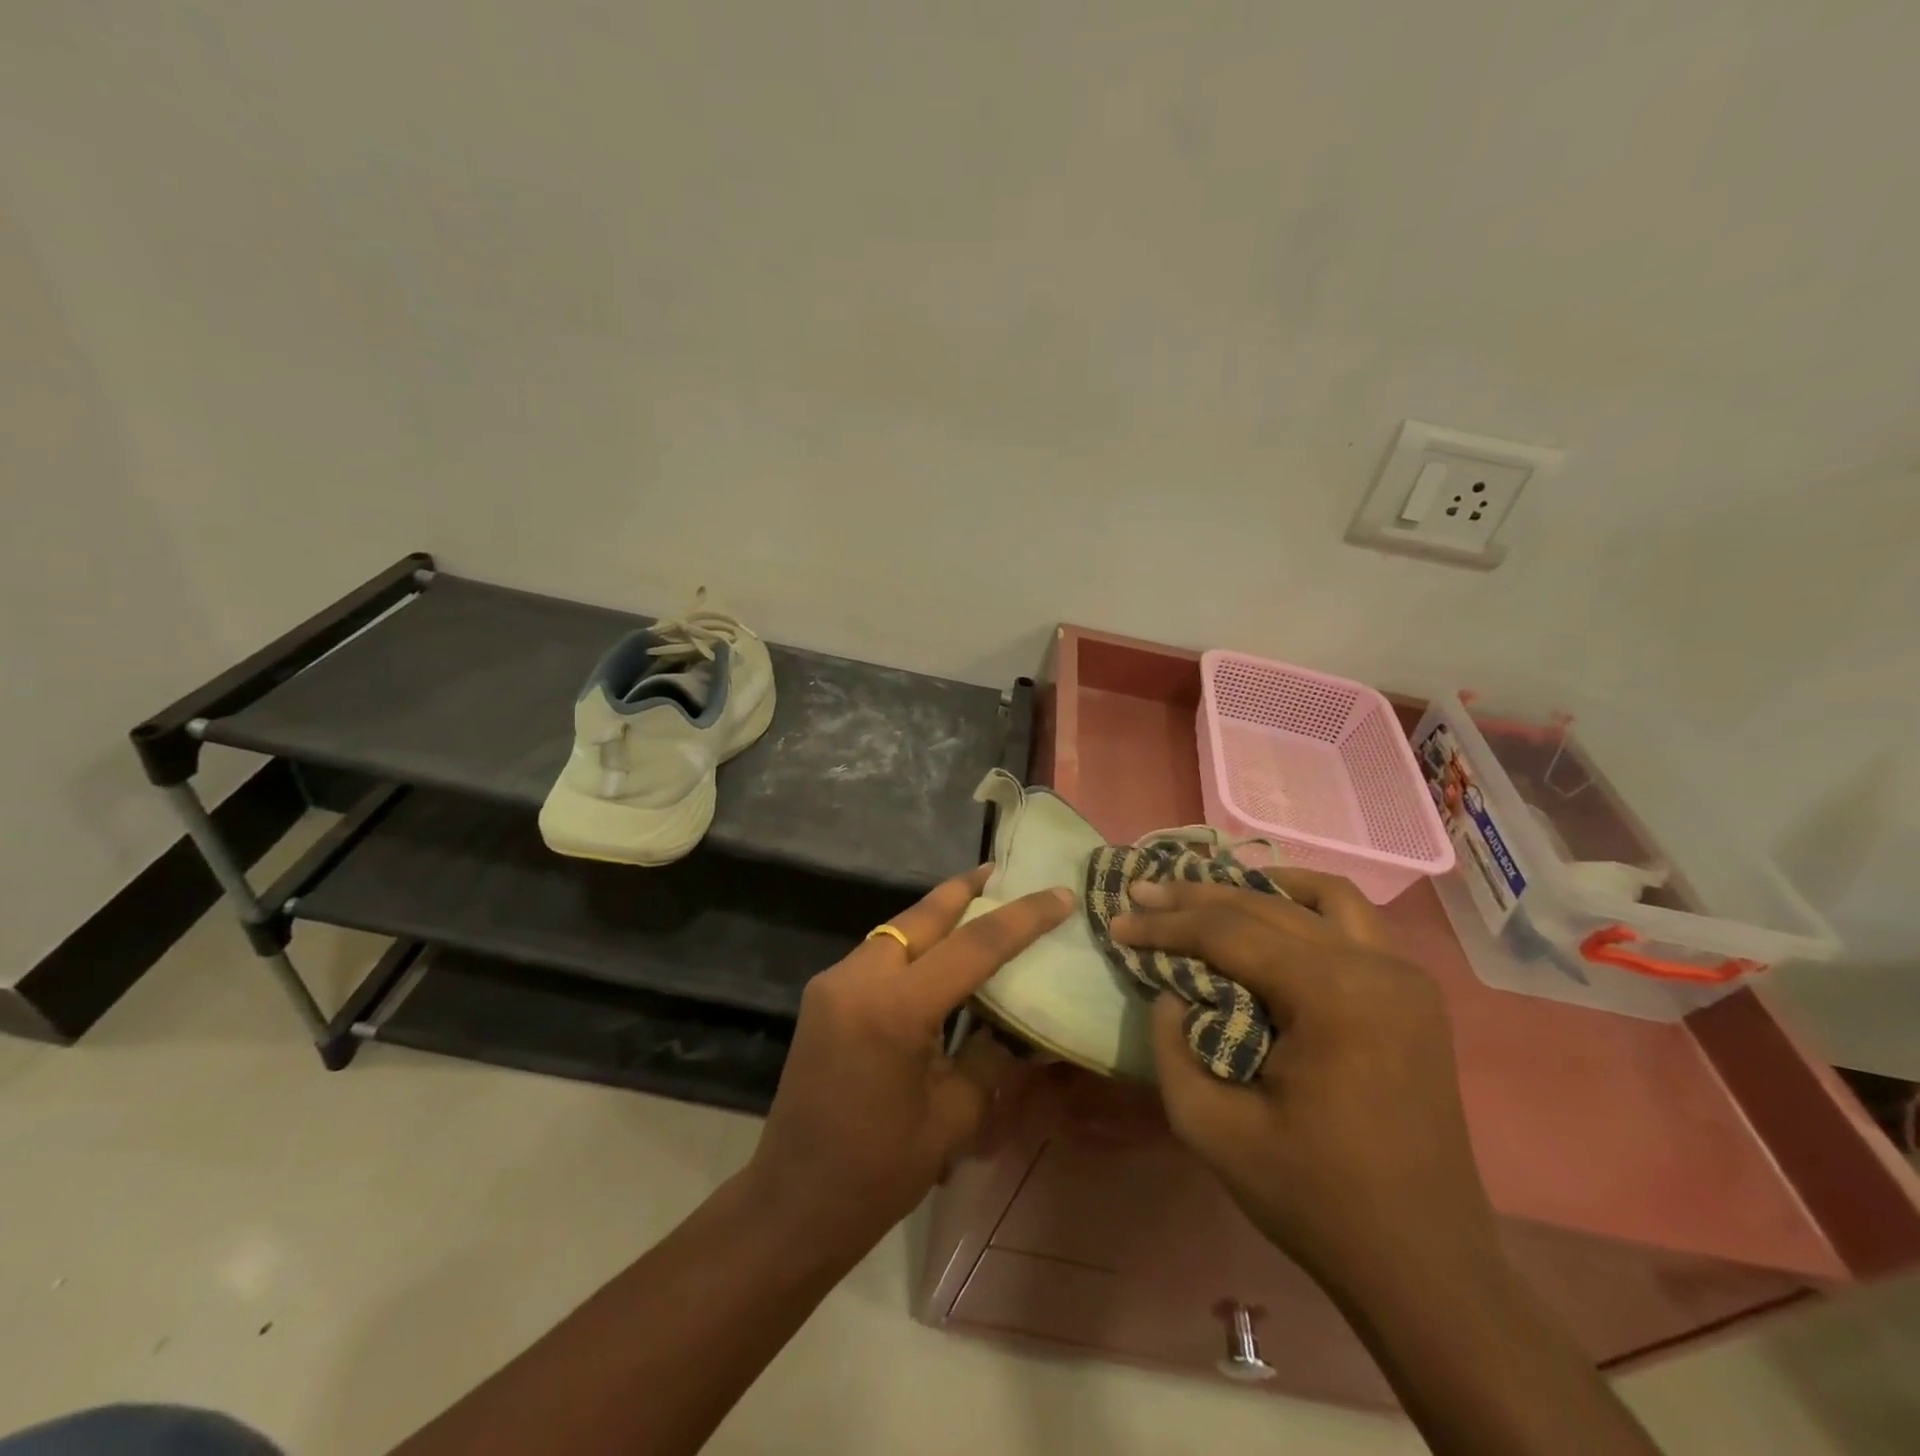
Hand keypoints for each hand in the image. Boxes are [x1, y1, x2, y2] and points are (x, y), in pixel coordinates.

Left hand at [745, 867, 1072, 1256]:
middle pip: (923, 916)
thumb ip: (992, 1055)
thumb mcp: (955, 1116)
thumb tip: (1022, 1023)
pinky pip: (878, 952)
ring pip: (897, 928)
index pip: (973, 946)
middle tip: (1004, 872)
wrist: (793, 1203)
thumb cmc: (879, 1171)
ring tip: (979, 902)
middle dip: (966, 891)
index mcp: (895, 1009)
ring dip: (938, 916)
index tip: (1059, 895)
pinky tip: (938, 952)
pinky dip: (913, 943)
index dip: (1022, 918)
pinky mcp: (824, 994)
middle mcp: (859, 978)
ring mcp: (834, 982)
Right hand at [1112, 870, 1496, 1289]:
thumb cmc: (1314, 1199)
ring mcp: (1404, 977)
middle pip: (1267, 905)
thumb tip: (1170, 991)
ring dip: (1255, 887)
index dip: (1166, 925)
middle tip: (1144, 896)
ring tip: (1205, 891)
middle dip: (1196, 897)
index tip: (1118, 923)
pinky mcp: (1414, 994)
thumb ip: (1172, 1046)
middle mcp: (1375, 967)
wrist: (1424, 1265)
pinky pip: (1354, 923)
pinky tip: (1272, 911)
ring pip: (1319, 898)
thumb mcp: (1211, 1129)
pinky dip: (1305, 905)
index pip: (1229, 933)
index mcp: (1332, 997)